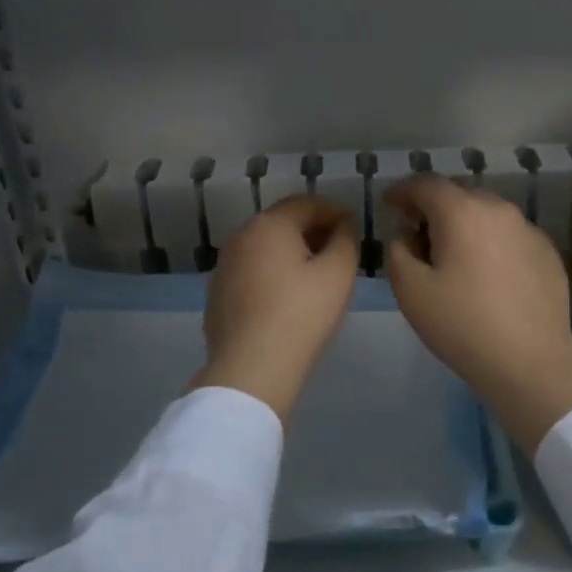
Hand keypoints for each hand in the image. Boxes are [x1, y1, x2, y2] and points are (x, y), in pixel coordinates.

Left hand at [190, 196, 358, 424]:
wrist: (251, 368)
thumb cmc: (301, 315)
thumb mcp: (338, 274)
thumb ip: (345, 240)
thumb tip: (342, 225)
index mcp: (270, 225)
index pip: (307, 203)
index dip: (334, 212)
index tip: (354, 228)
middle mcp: (241, 236)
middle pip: (283, 222)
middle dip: (312, 230)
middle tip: (338, 250)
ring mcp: (224, 264)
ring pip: (265, 246)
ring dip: (291, 251)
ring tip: (315, 275)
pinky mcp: (218, 292)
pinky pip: (251, 269)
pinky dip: (271, 272)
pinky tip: (286, 297)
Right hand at [382, 176, 571, 452]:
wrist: (530, 360)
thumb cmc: (462, 325)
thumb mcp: (410, 290)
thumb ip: (398, 250)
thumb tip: (406, 233)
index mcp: (461, 211)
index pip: (426, 184)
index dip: (402, 191)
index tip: (389, 205)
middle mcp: (498, 209)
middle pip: (459, 193)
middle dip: (434, 206)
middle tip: (417, 232)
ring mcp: (528, 229)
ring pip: (487, 212)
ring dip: (464, 223)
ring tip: (452, 253)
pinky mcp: (547, 251)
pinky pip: (509, 234)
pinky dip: (491, 241)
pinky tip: (486, 272)